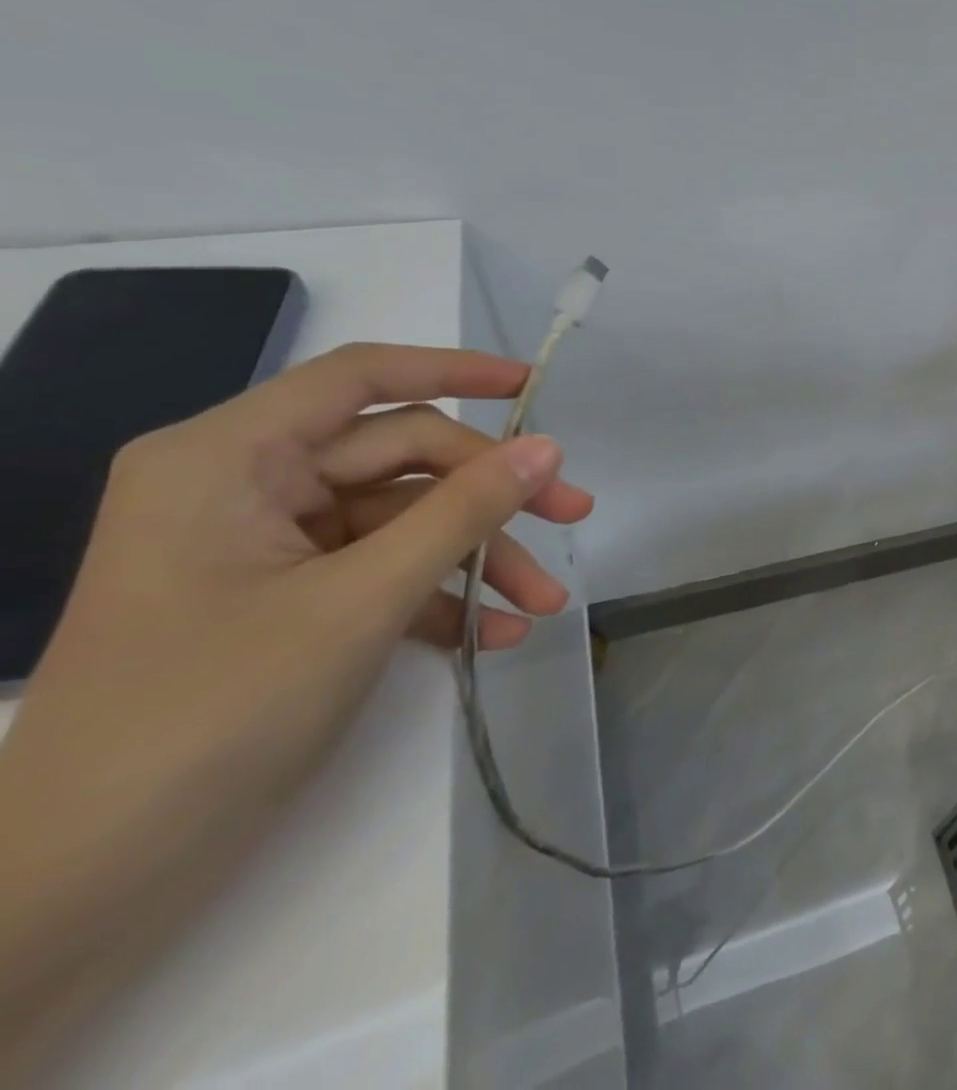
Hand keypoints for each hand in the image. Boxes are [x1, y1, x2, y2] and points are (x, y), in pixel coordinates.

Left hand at [0, 343, 592, 1074]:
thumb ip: (463, 512)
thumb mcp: (360, 600)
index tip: (533, 386)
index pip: (359, 378)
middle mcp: (245, 487)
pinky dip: (442, 598)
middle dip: (491, 493)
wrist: (82, 886)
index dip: (455, 369)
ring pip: (404, 520)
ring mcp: (266, 548)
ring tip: (544, 602)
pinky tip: (498, 635)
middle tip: (574, 517)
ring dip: (479, 557)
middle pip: (401, 458)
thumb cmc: (210, 715)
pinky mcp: (285, 601)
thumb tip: (548, 447)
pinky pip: (383, 572)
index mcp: (228, 459)